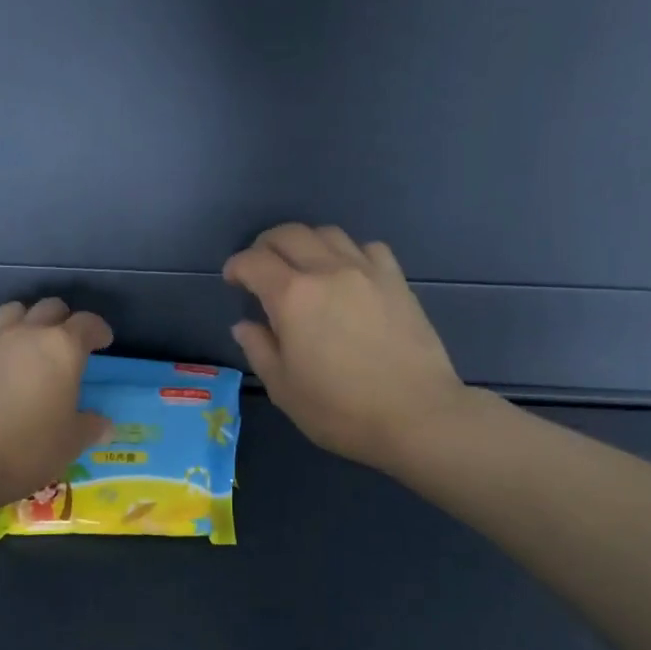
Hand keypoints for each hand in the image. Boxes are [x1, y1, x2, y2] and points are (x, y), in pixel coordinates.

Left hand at [0, 298, 115, 511]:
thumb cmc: (25, 450)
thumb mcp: (69, 444)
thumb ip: (90, 427)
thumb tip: (105, 425)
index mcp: (62, 348)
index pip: (87, 323)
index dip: (98, 330)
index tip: (102, 341)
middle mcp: (27, 333)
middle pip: (50, 307)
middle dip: (63, 320)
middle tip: (67, 343)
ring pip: (13, 309)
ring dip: (26, 320)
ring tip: (28, 341)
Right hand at [224, 223, 479, 472]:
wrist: (417, 416)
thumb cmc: (341, 410)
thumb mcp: (284, 388)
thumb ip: (259, 349)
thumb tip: (244, 324)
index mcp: (292, 296)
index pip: (253, 261)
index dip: (236, 266)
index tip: (233, 281)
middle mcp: (327, 270)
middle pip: (289, 234)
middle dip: (265, 245)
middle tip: (261, 269)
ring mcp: (366, 271)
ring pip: (328, 233)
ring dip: (306, 243)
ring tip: (302, 267)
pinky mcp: (396, 280)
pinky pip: (367, 248)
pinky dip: (348, 252)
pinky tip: (348, 275)